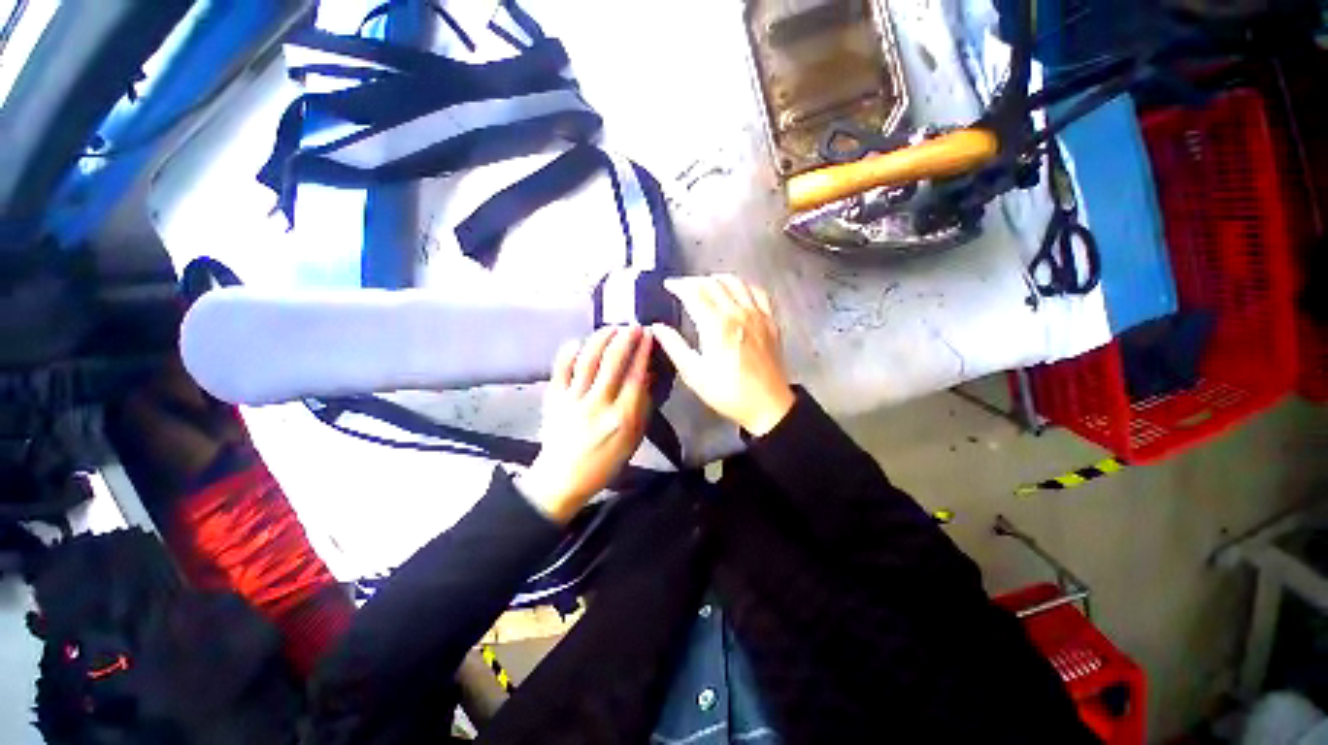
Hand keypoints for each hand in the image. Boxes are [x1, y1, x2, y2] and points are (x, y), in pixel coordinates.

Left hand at [518, 326, 653, 523]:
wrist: (562, 478)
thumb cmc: (605, 461)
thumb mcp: (633, 438)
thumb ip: (642, 406)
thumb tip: (648, 374)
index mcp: (622, 417)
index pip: (636, 376)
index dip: (643, 351)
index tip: (649, 334)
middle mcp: (598, 405)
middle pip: (613, 362)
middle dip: (625, 338)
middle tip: (633, 325)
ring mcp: (572, 400)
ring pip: (588, 360)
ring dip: (601, 339)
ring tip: (611, 328)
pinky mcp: (553, 399)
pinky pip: (560, 369)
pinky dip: (568, 352)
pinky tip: (578, 341)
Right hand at [652, 275, 794, 436]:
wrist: (768, 405)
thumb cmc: (727, 392)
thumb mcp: (694, 373)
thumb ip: (674, 346)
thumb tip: (657, 327)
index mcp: (716, 325)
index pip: (695, 292)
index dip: (679, 285)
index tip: (668, 285)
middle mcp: (737, 312)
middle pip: (714, 283)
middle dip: (695, 281)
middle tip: (683, 287)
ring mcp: (757, 315)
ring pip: (737, 282)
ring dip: (718, 279)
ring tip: (706, 285)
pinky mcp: (770, 321)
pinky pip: (758, 292)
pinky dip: (744, 286)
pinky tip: (737, 292)